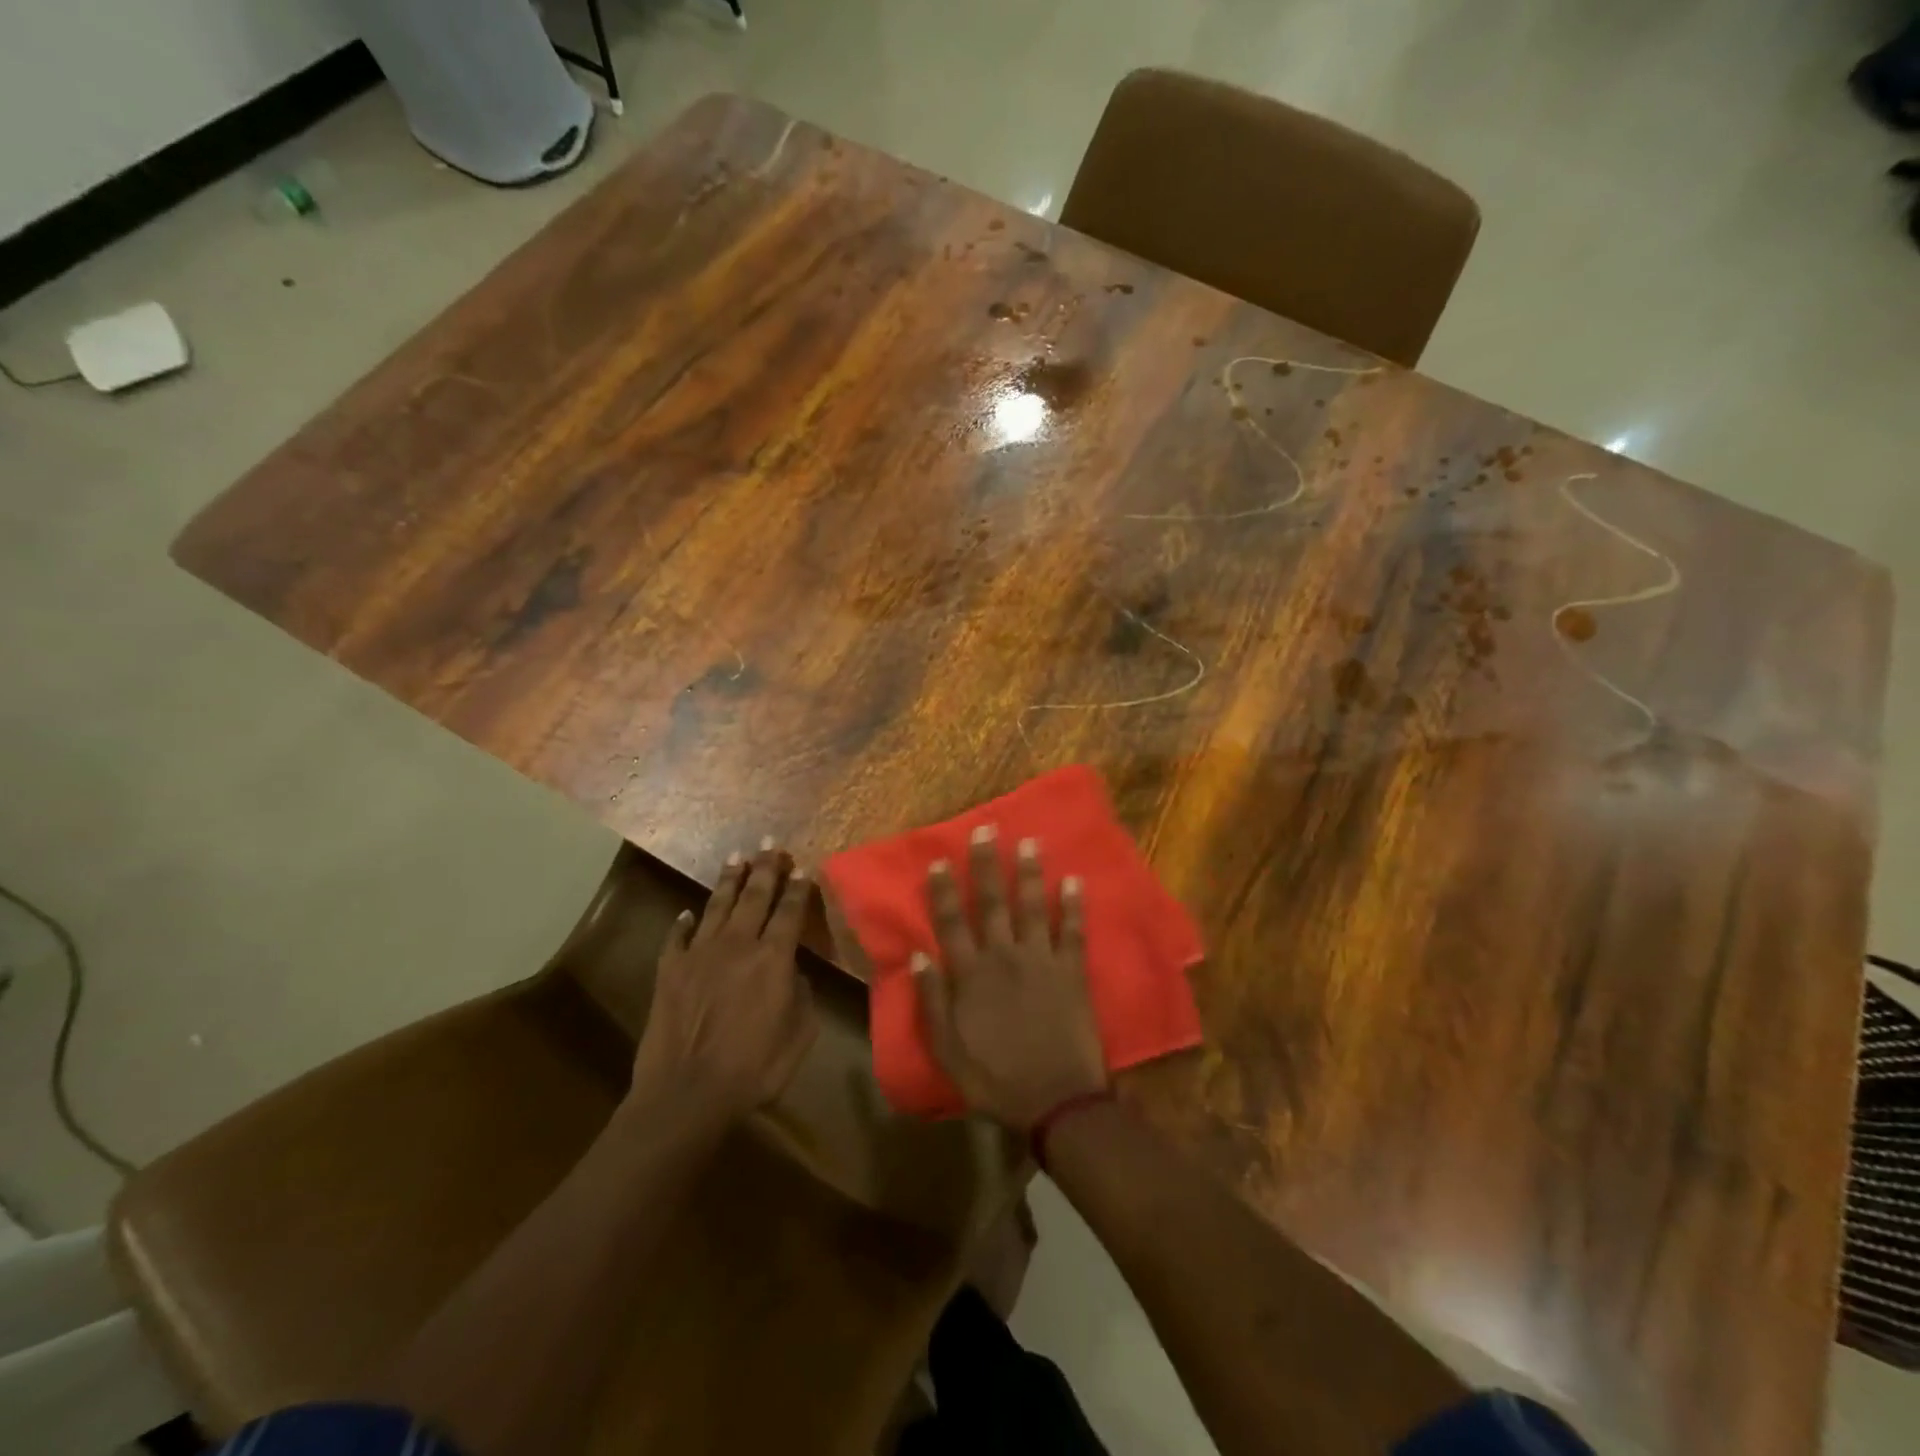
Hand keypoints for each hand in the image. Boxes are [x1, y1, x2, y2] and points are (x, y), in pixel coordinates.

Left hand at [629, 843, 818, 1124]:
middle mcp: (737, 945)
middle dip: (766, 867)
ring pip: (717, 906)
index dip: (798, 887)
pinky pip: (678, 937)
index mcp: (773, 958)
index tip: (803, 867)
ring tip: (737, 857)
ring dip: (729, 880)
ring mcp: (699, 954)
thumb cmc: (754, 1069)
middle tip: (771, 843)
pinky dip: (683, 922)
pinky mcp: (670, 970)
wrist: (687, 1093)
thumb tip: (792, 973)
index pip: (790, 911)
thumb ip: (801, 995)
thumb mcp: (799, 1034)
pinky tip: (687, 913)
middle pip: (754, 896)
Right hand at [914, 826, 1107, 1132]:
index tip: (939, 860)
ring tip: (1029, 842)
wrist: (1056, 1101)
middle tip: (986, 830)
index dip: (943, 891)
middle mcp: (1004, 957)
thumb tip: (917, 957)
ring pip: (1032, 907)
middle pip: (991, 903)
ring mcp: (1041, 961)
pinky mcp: (1072, 972)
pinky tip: (1075, 881)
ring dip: (1029, 873)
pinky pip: (1074, 932)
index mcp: (971, 975)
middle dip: (986, 865)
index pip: (951, 923)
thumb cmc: (995, 1079)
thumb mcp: (948, 1050)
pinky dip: (1074, 906)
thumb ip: (932, 1002)